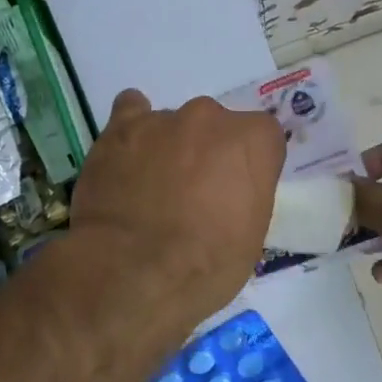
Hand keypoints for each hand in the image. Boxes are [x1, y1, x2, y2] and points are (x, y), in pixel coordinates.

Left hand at [69, 89, 285, 323]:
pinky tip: (126, 156)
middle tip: (192, 194)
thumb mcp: (250, 239)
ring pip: (173, 124)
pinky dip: (131, 132)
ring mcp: (161, 119)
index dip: (249, 166)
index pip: (262, 138)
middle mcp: (210, 118)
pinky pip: (130, 111)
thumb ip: (245, 196)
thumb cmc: (204, 265)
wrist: (132, 271)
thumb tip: (227, 193)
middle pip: (215, 127)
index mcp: (252, 142)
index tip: (237, 192)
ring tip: (151, 188)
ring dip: (168, 147)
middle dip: (208, 153)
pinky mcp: (119, 129)